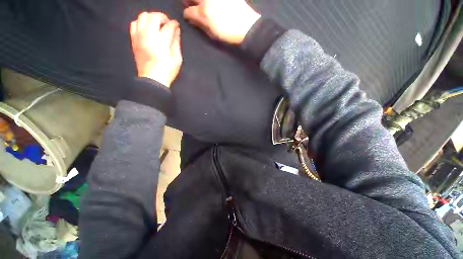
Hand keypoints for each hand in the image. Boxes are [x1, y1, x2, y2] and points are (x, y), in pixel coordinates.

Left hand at [130, 12, 181, 86]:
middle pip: (154, 17)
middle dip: (162, 17)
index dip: (174, 24)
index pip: (168, 26)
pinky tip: (146, 29)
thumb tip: (176, 31)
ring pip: (142, 17)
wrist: (152, 79)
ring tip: (156, 24)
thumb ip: (176, 43)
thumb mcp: (177, 59)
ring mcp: (139, 36)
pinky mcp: (134, 40)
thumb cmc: (168, 70)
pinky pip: (134, 24)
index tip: (176, 25)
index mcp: (161, 41)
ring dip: (151, 18)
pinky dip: (141, 23)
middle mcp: (149, 35)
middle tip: (167, 23)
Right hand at [183, 0, 260, 43]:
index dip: (187, 15)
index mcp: (204, 13)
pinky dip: (211, 1)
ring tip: (203, 5)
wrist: (247, 27)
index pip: (188, 12)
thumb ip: (201, 25)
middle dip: (188, 1)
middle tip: (190, 5)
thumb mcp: (213, 34)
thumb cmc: (229, 34)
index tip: (189, 17)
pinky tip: (214, 5)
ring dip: (199, 1)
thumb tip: (192, 20)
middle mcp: (207, 0)